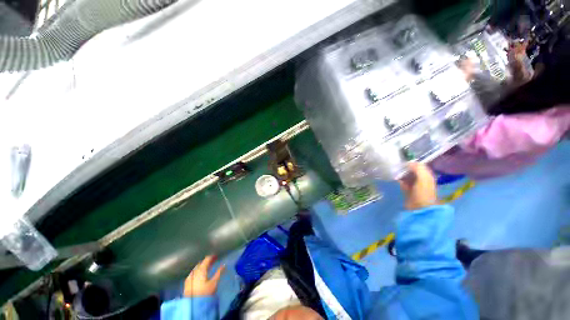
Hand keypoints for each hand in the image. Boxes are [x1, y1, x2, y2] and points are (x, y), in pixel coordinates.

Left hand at [184, 255, 225, 296]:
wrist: (193, 305)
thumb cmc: (205, 292)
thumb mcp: (214, 283)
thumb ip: (219, 272)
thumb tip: (224, 265)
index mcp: (201, 269)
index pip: (206, 259)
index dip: (212, 256)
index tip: (216, 256)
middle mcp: (195, 271)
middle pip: (201, 263)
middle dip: (207, 261)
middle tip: (213, 261)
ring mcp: (190, 276)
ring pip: (196, 268)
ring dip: (202, 266)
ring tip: (208, 267)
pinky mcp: (187, 282)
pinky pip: (193, 273)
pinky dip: (198, 271)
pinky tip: (200, 274)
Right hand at [399, 162, 436, 209]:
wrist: (420, 208)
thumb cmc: (423, 192)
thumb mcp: (424, 178)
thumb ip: (418, 169)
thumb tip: (409, 162)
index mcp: (427, 176)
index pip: (420, 166)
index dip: (412, 163)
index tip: (403, 161)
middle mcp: (421, 180)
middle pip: (412, 171)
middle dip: (406, 168)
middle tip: (397, 165)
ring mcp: (414, 186)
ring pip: (407, 177)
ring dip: (401, 174)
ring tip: (395, 171)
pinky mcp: (407, 191)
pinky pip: (403, 183)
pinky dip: (399, 180)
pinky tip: (395, 178)